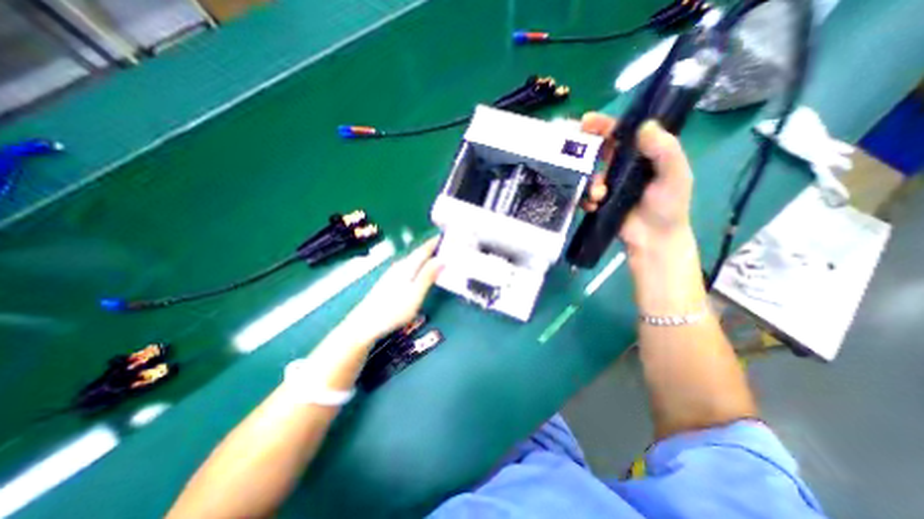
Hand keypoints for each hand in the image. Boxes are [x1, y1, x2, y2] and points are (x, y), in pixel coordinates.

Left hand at [342, 238, 442, 341]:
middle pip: (419, 253)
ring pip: (414, 261)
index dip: (435, 241)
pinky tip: (423, 272)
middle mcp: (400, 266)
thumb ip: (427, 276)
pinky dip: (420, 266)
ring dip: (427, 257)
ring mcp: (393, 274)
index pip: (424, 249)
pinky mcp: (390, 282)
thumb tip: (442, 259)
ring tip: (440, 258)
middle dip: (433, 248)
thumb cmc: (393, 310)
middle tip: (449, 247)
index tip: (448, 235)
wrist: (364, 324)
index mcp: (407, 266)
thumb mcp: (415, 294)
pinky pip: (410, 268)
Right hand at [579, 111, 689, 254]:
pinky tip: (594, 206)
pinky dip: (586, 199)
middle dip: (586, 150)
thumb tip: (645, 126)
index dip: (603, 125)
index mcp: (642, 154)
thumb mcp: (675, 175)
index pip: (622, 132)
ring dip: (590, 182)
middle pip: (599, 150)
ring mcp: (609, 185)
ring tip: (599, 195)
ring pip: (590, 175)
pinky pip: (585, 195)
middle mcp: (623, 166)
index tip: (586, 122)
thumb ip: (664, 150)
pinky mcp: (600, 201)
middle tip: (574, 151)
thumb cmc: (669, 206)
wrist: (654, 239)